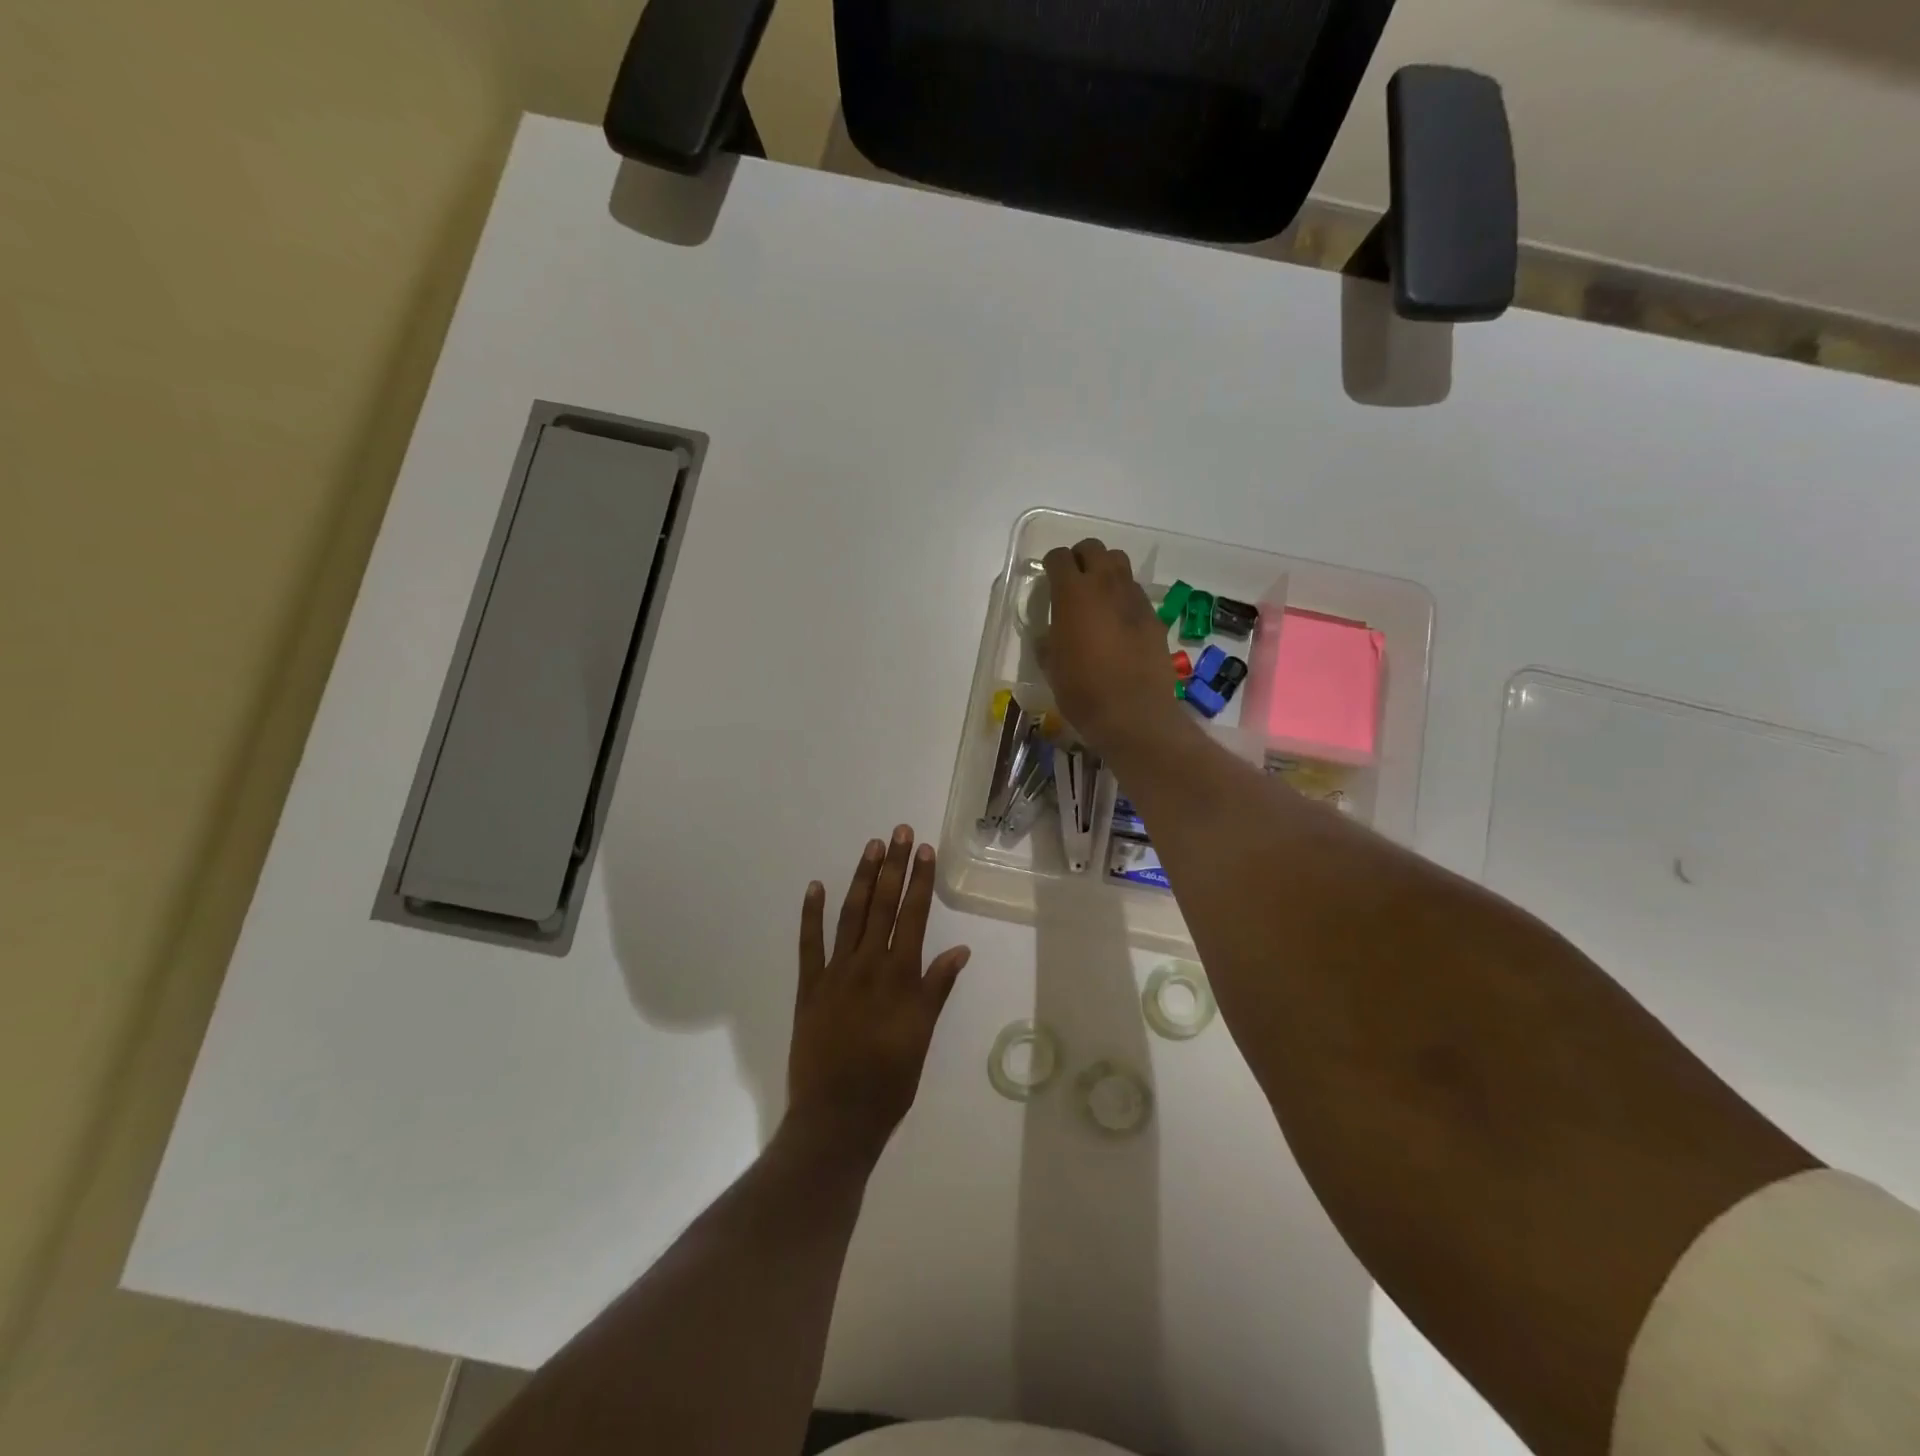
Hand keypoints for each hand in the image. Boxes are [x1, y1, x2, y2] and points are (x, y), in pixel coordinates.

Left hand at [787, 826, 970, 1162]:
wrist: (836, 1118)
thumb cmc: (890, 1081)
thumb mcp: (922, 1036)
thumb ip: (937, 988)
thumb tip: (959, 949)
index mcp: (900, 976)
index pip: (913, 916)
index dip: (920, 881)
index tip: (924, 850)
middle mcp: (868, 965)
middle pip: (883, 905)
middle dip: (893, 866)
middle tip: (899, 832)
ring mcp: (835, 973)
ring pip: (850, 915)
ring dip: (861, 879)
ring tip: (871, 848)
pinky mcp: (808, 987)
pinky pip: (809, 944)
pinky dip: (811, 914)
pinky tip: (816, 887)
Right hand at [1040, 537, 1185, 755]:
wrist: (1133, 713)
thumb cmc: (1082, 691)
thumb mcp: (1051, 665)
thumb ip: (1049, 639)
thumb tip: (1051, 633)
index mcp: (1073, 593)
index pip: (1059, 557)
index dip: (1051, 565)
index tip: (1048, 579)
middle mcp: (1105, 585)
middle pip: (1093, 548)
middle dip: (1080, 558)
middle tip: (1073, 581)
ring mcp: (1134, 598)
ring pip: (1119, 564)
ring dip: (1105, 571)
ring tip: (1098, 596)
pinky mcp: (1153, 616)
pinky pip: (1135, 593)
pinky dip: (1123, 597)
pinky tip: (1119, 623)